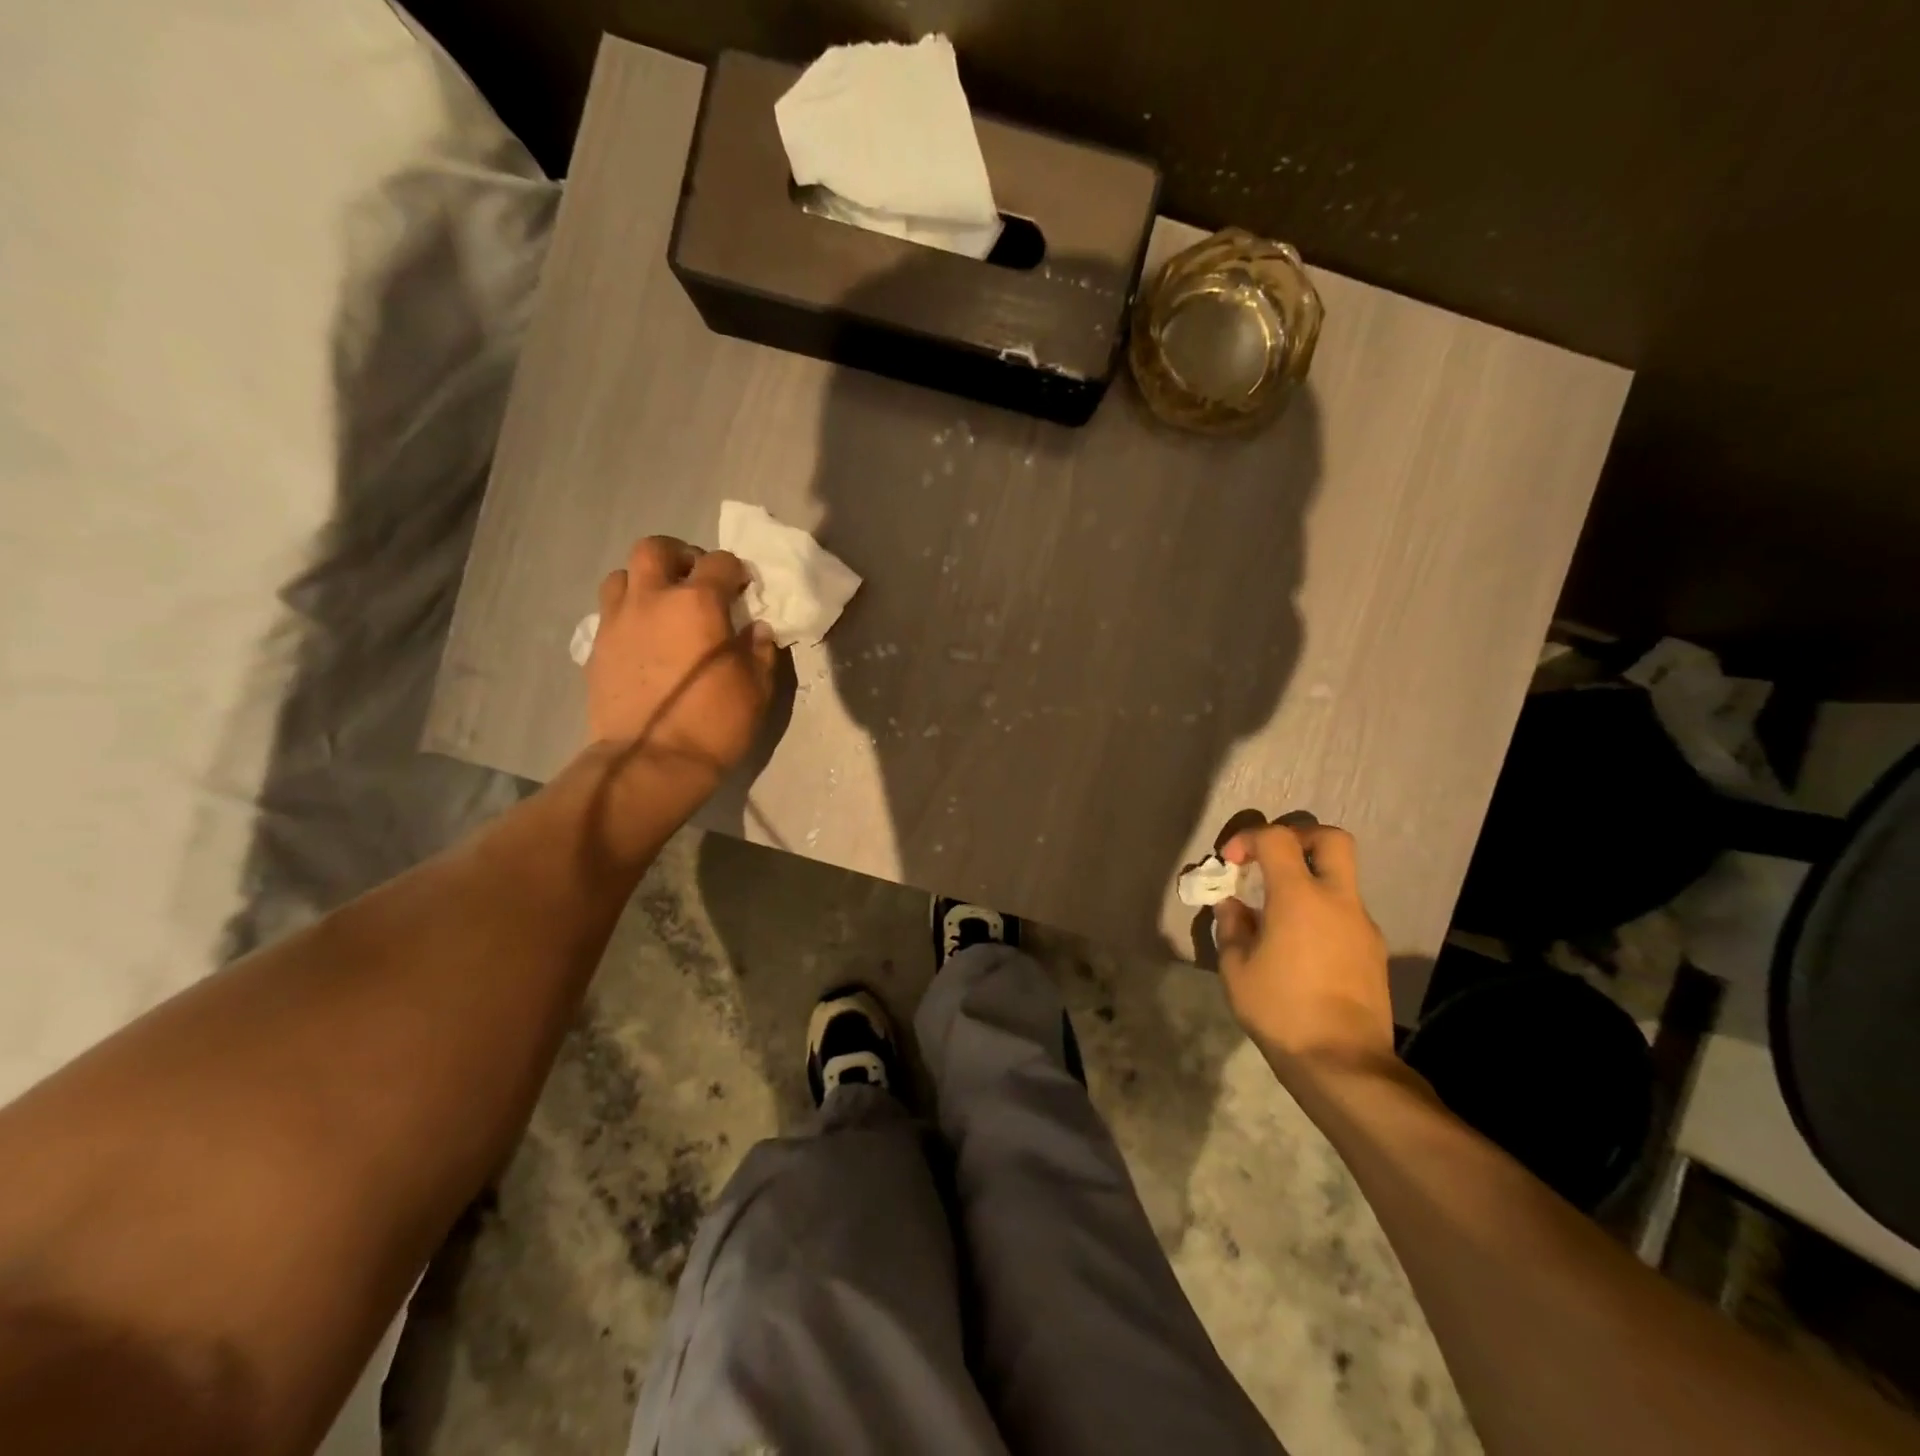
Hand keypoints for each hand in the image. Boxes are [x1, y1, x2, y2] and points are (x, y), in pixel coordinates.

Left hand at [585, 537, 775, 786]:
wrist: (651, 762)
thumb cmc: (715, 723)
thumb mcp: (756, 688)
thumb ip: (758, 650)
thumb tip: (755, 629)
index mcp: (698, 603)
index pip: (719, 562)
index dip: (735, 571)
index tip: (743, 590)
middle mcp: (652, 599)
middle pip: (656, 548)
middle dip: (679, 556)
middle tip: (695, 581)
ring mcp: (618, 621)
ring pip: (622, 575)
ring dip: (645, 581)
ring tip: (662, 606)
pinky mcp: (596, 647)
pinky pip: (609, 612)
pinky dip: (628, 614)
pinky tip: (643, 639)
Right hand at [1214, 821, 1395, 1074]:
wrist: (1343, 1063)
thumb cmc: (1281, 1010)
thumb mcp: (1236, 969)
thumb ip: (1232, 927)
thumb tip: (1232, 906)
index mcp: (1299, 897)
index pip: (1278, 838)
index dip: (1249, 838)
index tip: (1231, 864)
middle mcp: (1338, 900)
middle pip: (1331, 838)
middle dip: (1299, 838)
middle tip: (1272, 860)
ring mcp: (1362, 924)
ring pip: (1342, 877)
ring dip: (1311, 879)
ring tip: (1280, 913)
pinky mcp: (1374, 950)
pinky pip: (1346, 912)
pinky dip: (1323, 912)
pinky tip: (1302, 947)